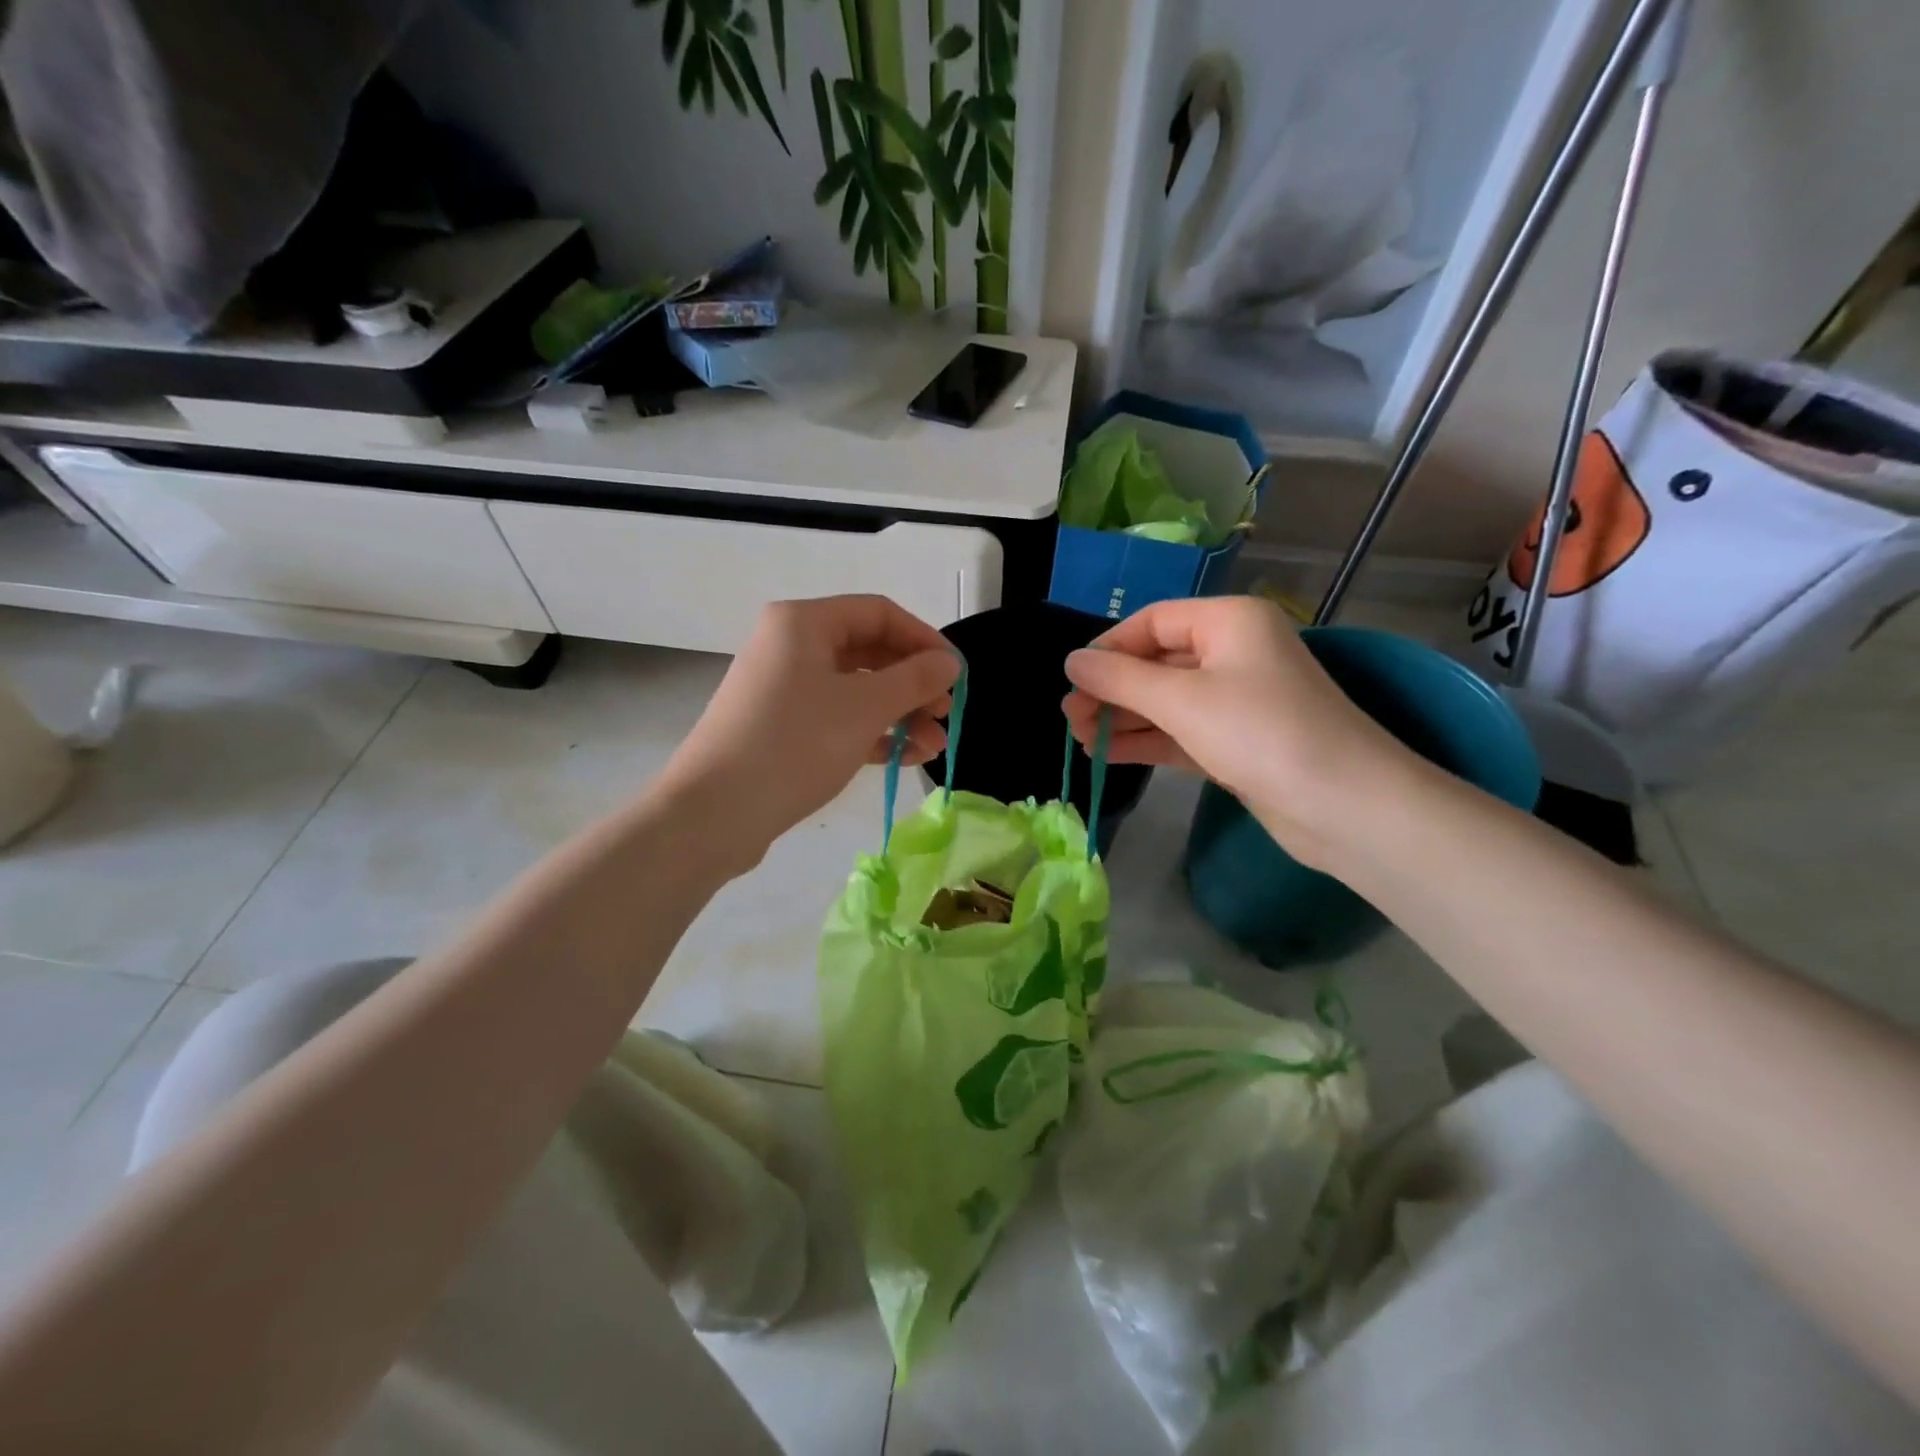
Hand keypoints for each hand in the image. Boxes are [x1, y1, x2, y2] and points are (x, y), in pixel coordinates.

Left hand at [659, 596, 958, 868]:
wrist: (715, 812)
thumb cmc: (794, 744)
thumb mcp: (865, 708)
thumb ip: (914, 679)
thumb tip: (949, 662)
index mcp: (804, 622)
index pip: (879, 613)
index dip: (924, 640)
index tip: (957, 674)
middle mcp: (791, 645)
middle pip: (869, 651)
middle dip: (913, 684)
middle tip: (944, 715)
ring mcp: (784, 688)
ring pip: (856, 689)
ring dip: (898, 714)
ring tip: (932, 748)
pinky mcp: (781, 726)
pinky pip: (837, 717)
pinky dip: (871, 733)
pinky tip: (903, 757)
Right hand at [1061, 597, 1414, 867]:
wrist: (1345, 807)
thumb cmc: (1261, 733)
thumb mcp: (1182, 699)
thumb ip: (1120, 678)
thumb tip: (1071, 661)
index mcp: (1228, 621)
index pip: (1152, 621)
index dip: (1107, 648)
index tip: (1071, 681)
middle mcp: (1233, 652)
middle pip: (1156, 661)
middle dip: (1111, 688)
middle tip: (1071, 718)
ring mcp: (1237, 700)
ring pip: (1166, 700)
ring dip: (1124, 717)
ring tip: (1081, 739)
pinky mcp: (1237, 741)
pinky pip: (1181, 731)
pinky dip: (1147, 740)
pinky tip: (1108, 754)